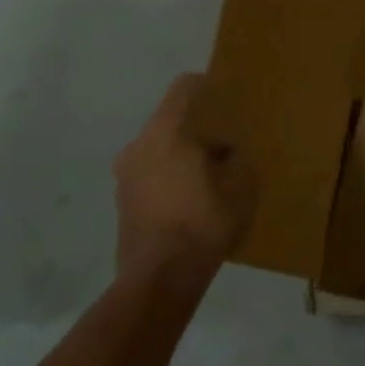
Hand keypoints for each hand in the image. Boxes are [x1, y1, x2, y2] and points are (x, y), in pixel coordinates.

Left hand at [113, 74, 256, 284]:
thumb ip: (235, 155)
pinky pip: (152, 175)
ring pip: (160, 149)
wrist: (161, 279)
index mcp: (166, 131)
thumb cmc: (204, 219)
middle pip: (171, 120)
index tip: (230, 98)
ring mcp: (125, 177)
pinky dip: (171, 178)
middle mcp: (138, 146)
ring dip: (183, 155)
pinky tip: (195, 199)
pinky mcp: (122, 204)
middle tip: (228, 141)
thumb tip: (225, 151)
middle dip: (199, 127)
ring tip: (213, 173)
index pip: (184, 87)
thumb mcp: (242, 181)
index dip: (209, 87)